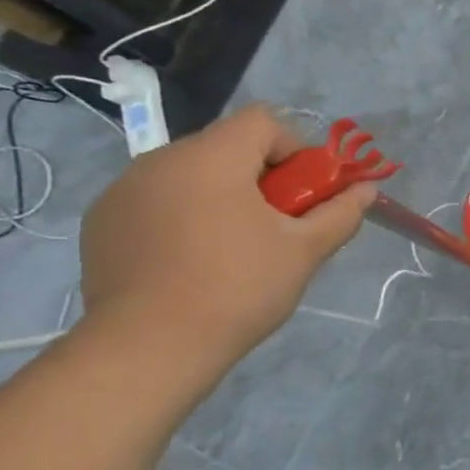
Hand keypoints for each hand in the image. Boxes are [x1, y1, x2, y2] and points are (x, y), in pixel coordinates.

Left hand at [79, 105, 373, 363]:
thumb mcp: (305, 251)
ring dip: (222, 196)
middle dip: (262, 177)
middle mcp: (160, 160)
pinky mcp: (103, 222)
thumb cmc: (238, 288)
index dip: (296, 150)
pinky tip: (192, 262)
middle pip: (226, 147)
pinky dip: (184, 216)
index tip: (306, 194)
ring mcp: (123, 190)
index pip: (263, 122)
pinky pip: (157, 201)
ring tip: (235, 248)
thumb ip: (340, 213)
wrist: (149, 347)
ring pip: (191, 175)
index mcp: (210, 158)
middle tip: (279, 226)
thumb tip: (366, 189)